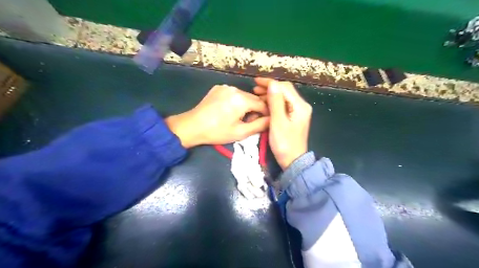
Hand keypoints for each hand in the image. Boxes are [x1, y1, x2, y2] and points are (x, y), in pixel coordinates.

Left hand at [165, 85, 268, 147]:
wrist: (192, 126)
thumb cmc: (217, 132)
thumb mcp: (241, 132)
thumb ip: (260, 125)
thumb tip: (271, 119)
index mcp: (242, 99)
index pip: (262, 104)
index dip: (266, 114)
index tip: (264, 122)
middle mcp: (235, 89)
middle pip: (253, 98)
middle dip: (255, 109)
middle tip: (250, 121)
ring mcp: (225, 87)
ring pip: (243, 95)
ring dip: (245, 104)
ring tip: (238, 116)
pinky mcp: (218, 88)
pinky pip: (233, 93)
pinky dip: (235, 100)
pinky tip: (228, 110)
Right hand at [255, 78, 310, 169]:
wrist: (293, 160)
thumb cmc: (284, 143)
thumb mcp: (278, 122)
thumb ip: (275, 103)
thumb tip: (272, 84)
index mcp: (300, 106)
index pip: (284, 87)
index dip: (270, 83)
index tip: (256, 82)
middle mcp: (301, 106)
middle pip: (285, 91)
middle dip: (270, 88)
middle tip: (254, 89)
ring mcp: (298, 112)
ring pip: (284, 97)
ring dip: (271, 95)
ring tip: (257, 96)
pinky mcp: (294, 117)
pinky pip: (283, 105)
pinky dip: (274, 102)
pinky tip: (265, 104)